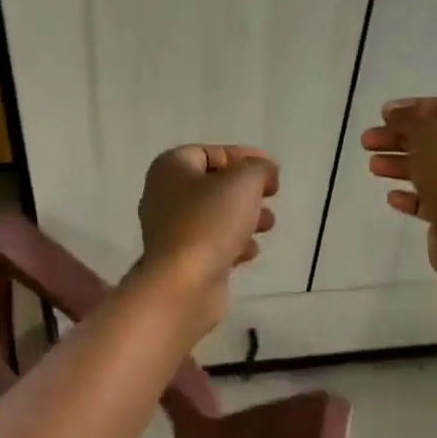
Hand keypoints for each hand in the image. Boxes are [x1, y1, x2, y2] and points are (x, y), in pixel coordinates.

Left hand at [136, 145, 278, 320]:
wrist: (182, 284)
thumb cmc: (209, 221)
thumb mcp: (244, 182)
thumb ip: (259, 168)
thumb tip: (264, 171)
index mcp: (170, 168)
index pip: (211, 152)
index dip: (244, 157)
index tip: (272, 171)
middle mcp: (164, 195)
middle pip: (213, 184)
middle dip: (246, 191)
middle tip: (270, 197)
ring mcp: (169, 230)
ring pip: (214, 215)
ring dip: (244, 217)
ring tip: (267, 225)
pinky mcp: (180, 260)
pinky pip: (211, 243)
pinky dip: (232, 244)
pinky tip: (249, 252)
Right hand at [361, 98, 436, 277]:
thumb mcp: (429, 136)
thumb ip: (409, 119)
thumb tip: (394, 112)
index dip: (413, 108)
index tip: (383, 115)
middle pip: (433, 138)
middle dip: (398, 138)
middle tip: (367, 142)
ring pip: (429, 167)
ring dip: (399, 164)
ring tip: (373, 168)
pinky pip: (430, 198)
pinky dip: (410, 195)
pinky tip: (392, 197)